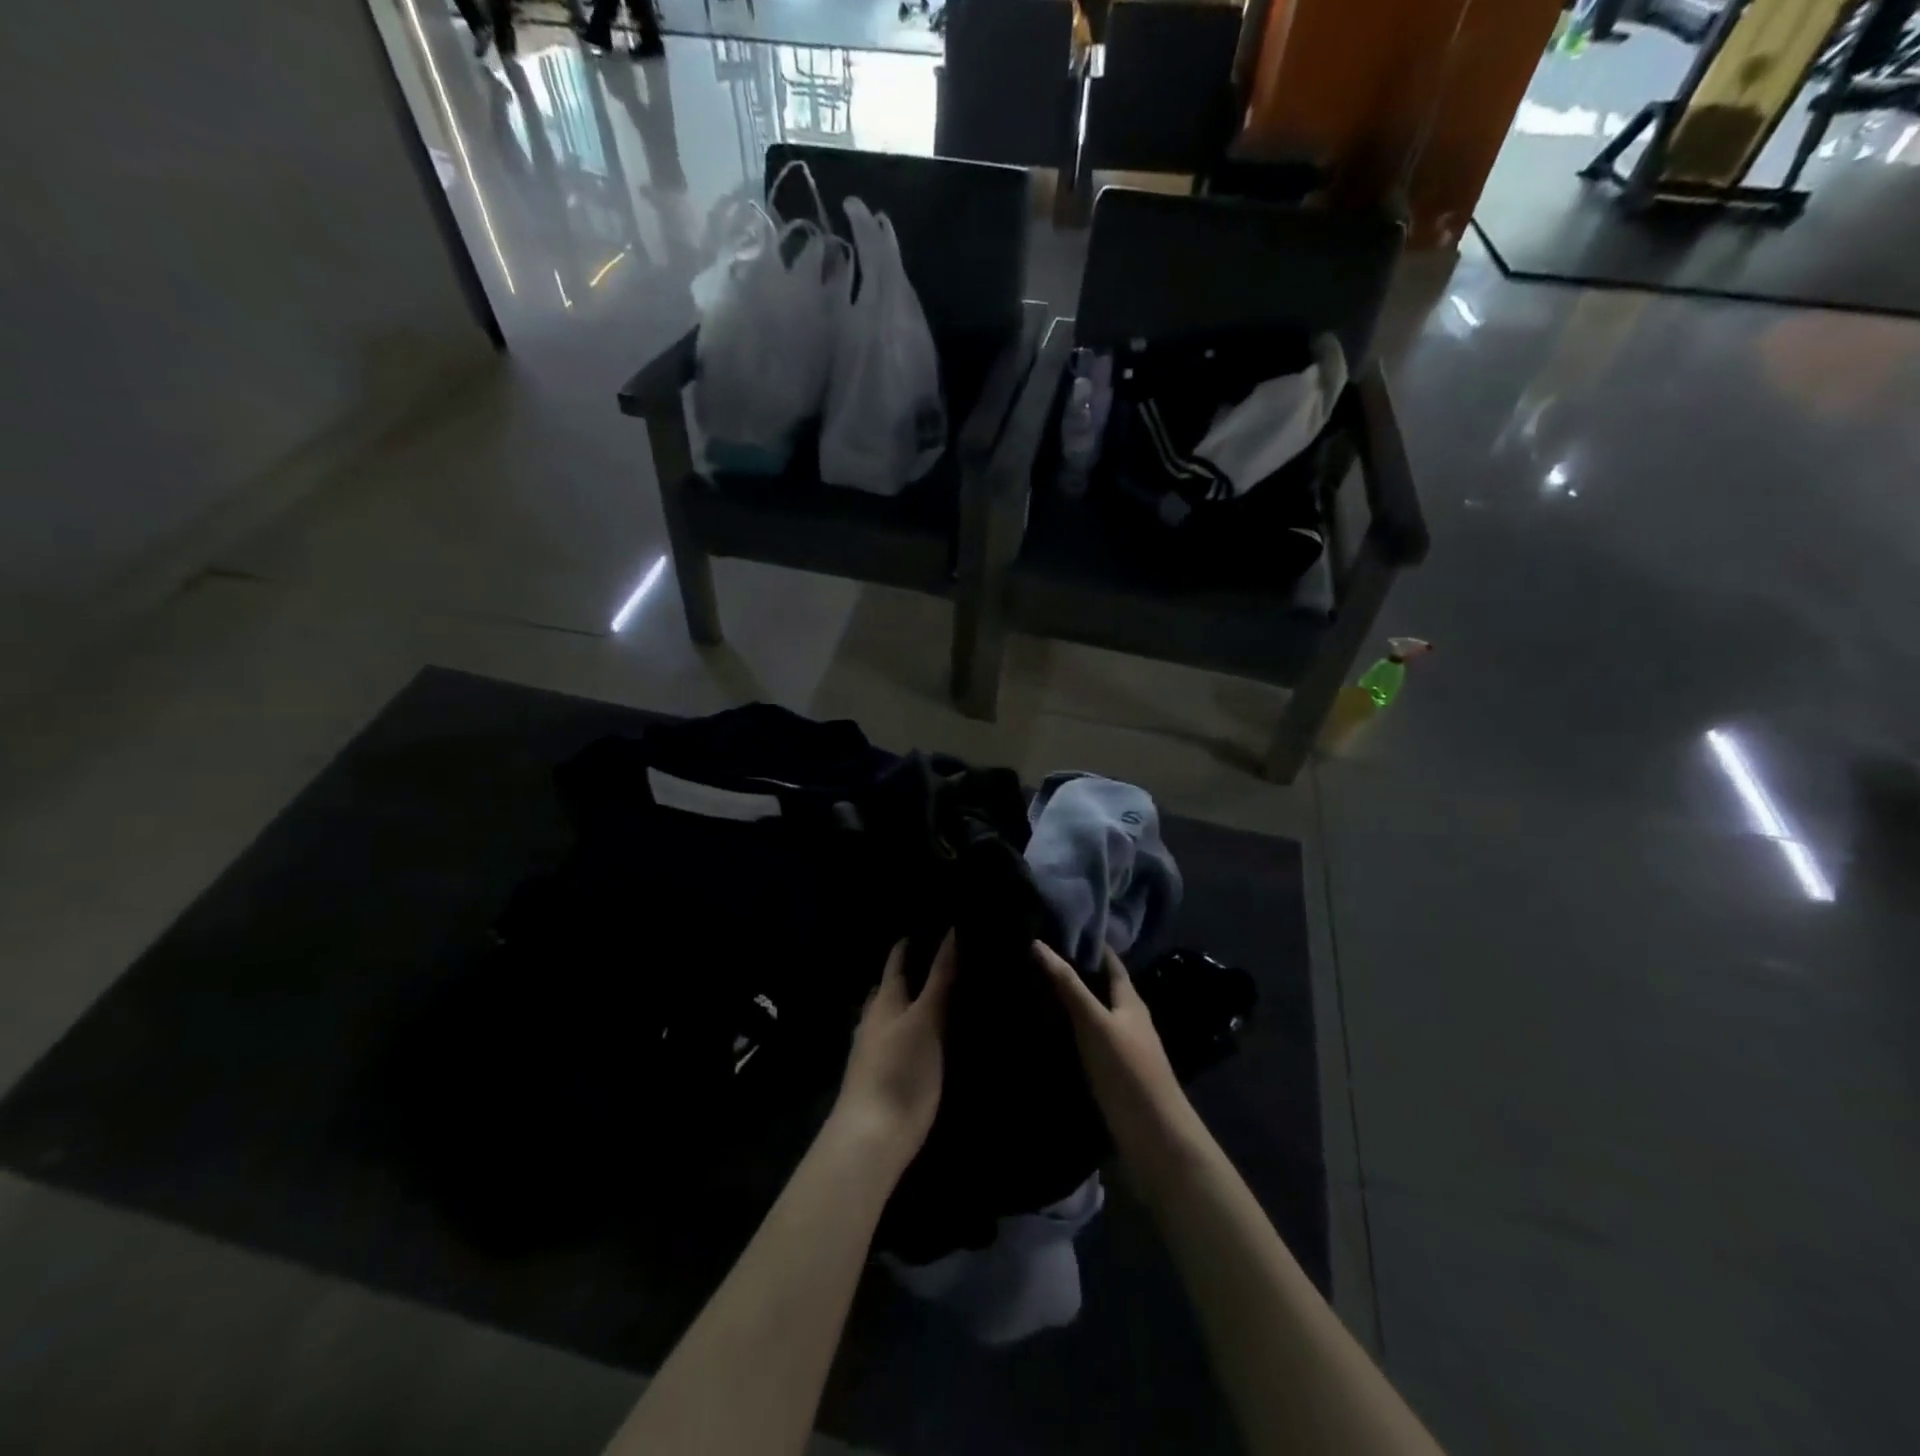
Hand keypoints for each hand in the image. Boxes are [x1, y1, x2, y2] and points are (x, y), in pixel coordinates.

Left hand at [831, 932, 956, 1169]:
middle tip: (935, 962)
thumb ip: (939, 979)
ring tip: (936, 1000)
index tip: (925, 929)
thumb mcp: (926, 1019)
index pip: (895, 965)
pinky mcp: (882, 1081)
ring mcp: (874, 1054)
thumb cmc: (900, 1069)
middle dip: (906, 976)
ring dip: (907, 1007)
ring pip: (890, 1019)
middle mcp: (874, 1022)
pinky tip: (925, 1042)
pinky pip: (896, 1045)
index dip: (907, 946)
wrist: (872, 1137)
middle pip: (888, 991)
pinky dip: (910, 1035)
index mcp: (884, 1003)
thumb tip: (950, 932)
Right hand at [1034, 940, 1201, 1192]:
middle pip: (1101, 989)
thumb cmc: (1128, 1072)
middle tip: (1034, 959)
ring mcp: (1122, 1051)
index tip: (1057, 928)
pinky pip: (1087, 1045)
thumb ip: (1068, 986)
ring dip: (1069, 1005)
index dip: (1089, 944)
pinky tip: (1046, 1037)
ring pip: (1093, 1017)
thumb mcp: (1095, 1023)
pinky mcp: (1112, 1077)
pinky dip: (1068, 1035)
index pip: (1110, 962)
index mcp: (1131, 1002)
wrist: (1155, 1141)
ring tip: (1031, 992)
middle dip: (1074, 974)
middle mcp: (1128, 1021)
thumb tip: (1038, 943)